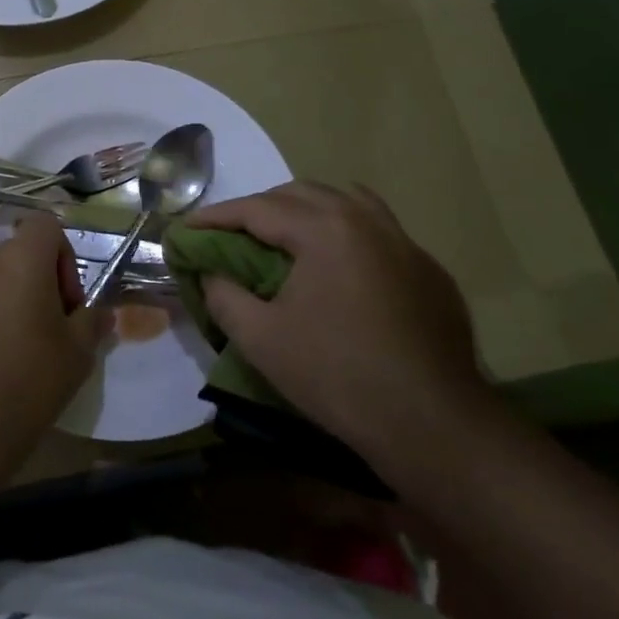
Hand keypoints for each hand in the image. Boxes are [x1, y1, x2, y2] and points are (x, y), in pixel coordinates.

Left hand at [0, 217, 103, 460]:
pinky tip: (2, 353)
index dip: (65, 255)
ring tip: (28, 343)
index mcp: (20, 258)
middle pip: (23, 251)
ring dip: (18, 295)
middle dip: (44, 279)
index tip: (69, 299)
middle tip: (56, 325)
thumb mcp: (78, 351)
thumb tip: (102, 313)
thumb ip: (93, 321)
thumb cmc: (30, 378)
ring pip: (0, 274)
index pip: (47, 225)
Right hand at [186, 182, 499, 473]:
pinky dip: (345, 232)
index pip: (257, 208)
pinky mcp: (428, 270)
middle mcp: (367, 220)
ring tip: (284, 237)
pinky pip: (377, 231)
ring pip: (346, 202)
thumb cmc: (337, 375)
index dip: (216, 217)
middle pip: (301, 194)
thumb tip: (210, 273)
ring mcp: (405, 242)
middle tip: (231, 235)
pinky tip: (338, 267)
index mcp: (325, 229)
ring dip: (306, 211)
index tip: (186, 228)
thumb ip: (223, 295)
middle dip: (260, 208)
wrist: (433, 424)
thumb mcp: (260, 339)